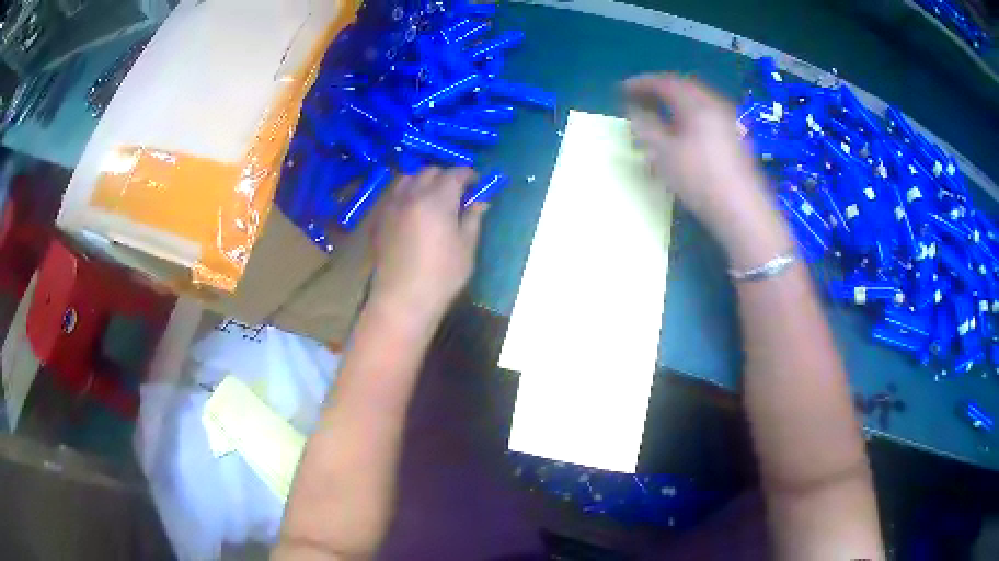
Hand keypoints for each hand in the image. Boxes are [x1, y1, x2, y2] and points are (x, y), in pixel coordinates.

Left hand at [370, 167, 485, 323]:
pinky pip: (394, 194)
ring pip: (407, 178)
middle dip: (446, 176)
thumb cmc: (442, 275)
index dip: (468, 175)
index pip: (455, 173)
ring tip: (432, 196)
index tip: (477, 184)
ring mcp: (392, 205)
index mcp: (437, 199)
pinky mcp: (380, 219)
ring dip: (423, 180)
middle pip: (429, 171)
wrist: (402, 299)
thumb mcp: (467, 247)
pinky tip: (413, 210)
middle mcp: (412, 195)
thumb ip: (473, 218)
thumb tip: (480, 201)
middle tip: (457, 192)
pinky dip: (407, 193)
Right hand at [624, 73, 790, 268]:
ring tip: (659, 114)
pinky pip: (707, 115)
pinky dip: (689, 115)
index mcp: (697, 103)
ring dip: (675, 103)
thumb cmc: (699, 179)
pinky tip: (683, 132)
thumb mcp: (663, 153)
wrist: (742, 210)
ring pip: (697, 102)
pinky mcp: (735, 138)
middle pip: (684, 88)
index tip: (622, 89)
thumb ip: (645, 126)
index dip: (641, 83)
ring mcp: (729, 121)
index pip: (665, 82)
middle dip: (659, 90)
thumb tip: (634, 109)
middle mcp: (715, 105)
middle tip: (640, 98)